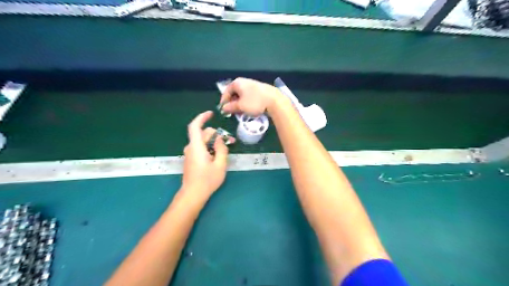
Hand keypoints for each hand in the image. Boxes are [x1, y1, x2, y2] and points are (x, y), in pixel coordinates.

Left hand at [180, 110, 231, 198]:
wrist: (193, 194)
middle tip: (231, 140)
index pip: (195, 126)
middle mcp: (191, 148)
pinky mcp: (191, 159)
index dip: (202, 117)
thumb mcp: (220, 164)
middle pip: (203, 134)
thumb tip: (220, 139)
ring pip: (203, 141)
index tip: (211, 114)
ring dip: (214, 142)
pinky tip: (218, 155)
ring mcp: (190, 154)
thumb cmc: (207, 180)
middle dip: (217, 134)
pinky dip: (210, 147)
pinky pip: (201, 148)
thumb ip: (221, 149)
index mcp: (196, 147)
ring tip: (227, 148)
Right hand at [219, 78, 281, 116]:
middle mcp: (244, 81)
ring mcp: (253, 85)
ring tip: (242, 113)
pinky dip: (247, 103)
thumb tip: (223, 108)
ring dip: (240, 104)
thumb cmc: (254, 102)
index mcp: (237, 83)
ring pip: (242, 95)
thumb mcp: (240, 106)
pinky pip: (249, 96)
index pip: (226, 91)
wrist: (274, 100)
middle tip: (233, 113)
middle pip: (234, 93)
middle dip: (233, 104)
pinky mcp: (260, 90)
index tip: (224, 111)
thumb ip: (230, 107)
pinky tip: (250, 110)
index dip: (224, 101)